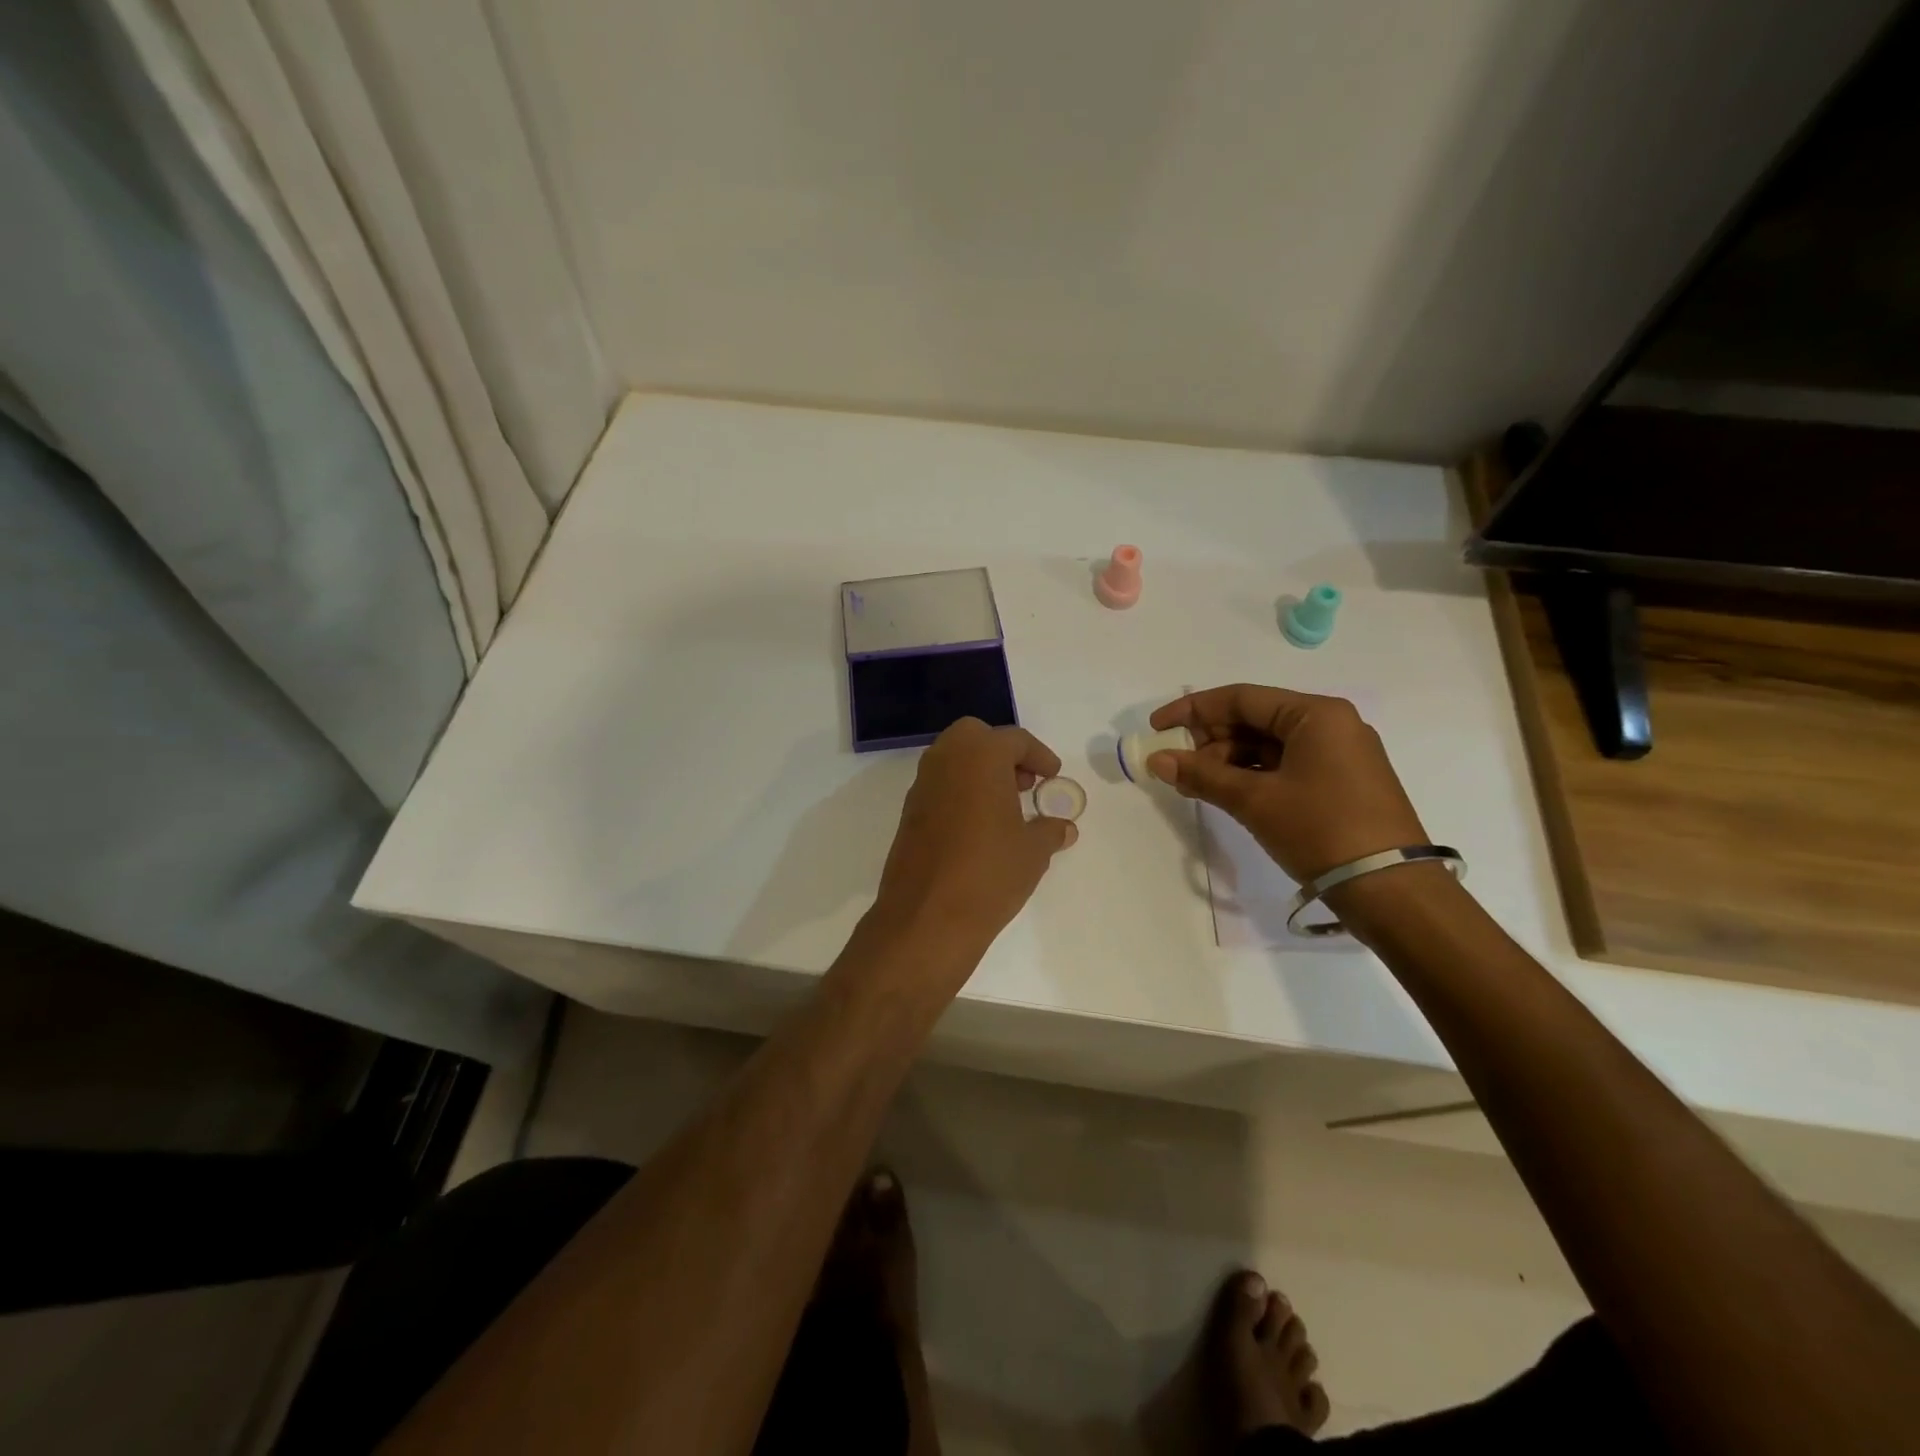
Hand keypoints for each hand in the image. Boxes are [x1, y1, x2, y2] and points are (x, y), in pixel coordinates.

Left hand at [872, 718, 1077, 956]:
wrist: (926, 917)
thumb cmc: (989, 873)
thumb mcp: (1033, 852)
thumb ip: (1050, 831)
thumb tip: (1062, 827)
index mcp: (980, 756)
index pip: (1014, 740)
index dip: (1039, 756)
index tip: (1052, 776)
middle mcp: (945, 760)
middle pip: (975, 737)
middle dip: (1002, 752)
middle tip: (1024, 783)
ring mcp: (922, 786)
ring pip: (953, 759)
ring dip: (979, 771)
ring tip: (1005, 806)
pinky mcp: (909, 813)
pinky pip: (939, 786)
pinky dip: (960, 792)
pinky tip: (978, 827)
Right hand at [1145, 685, 1427, 882]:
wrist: (1392, 891)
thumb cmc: (1321, 830)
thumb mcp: (1255, 800)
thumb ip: (1202, 775)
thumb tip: (1157, 760)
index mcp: (1315, 714)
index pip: (1241, 698)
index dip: (1192, 710)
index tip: (1157, 728)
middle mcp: (1331, 724)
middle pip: (1255, 720)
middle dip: (1209, 741)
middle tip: (1175, 765)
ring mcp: (1340, 754)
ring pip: (1268, 745)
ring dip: (1227, 762)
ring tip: (1195, 786)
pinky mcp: (1342, 782)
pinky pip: (1286, 766)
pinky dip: (1252, 776)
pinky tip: (1226, 793)